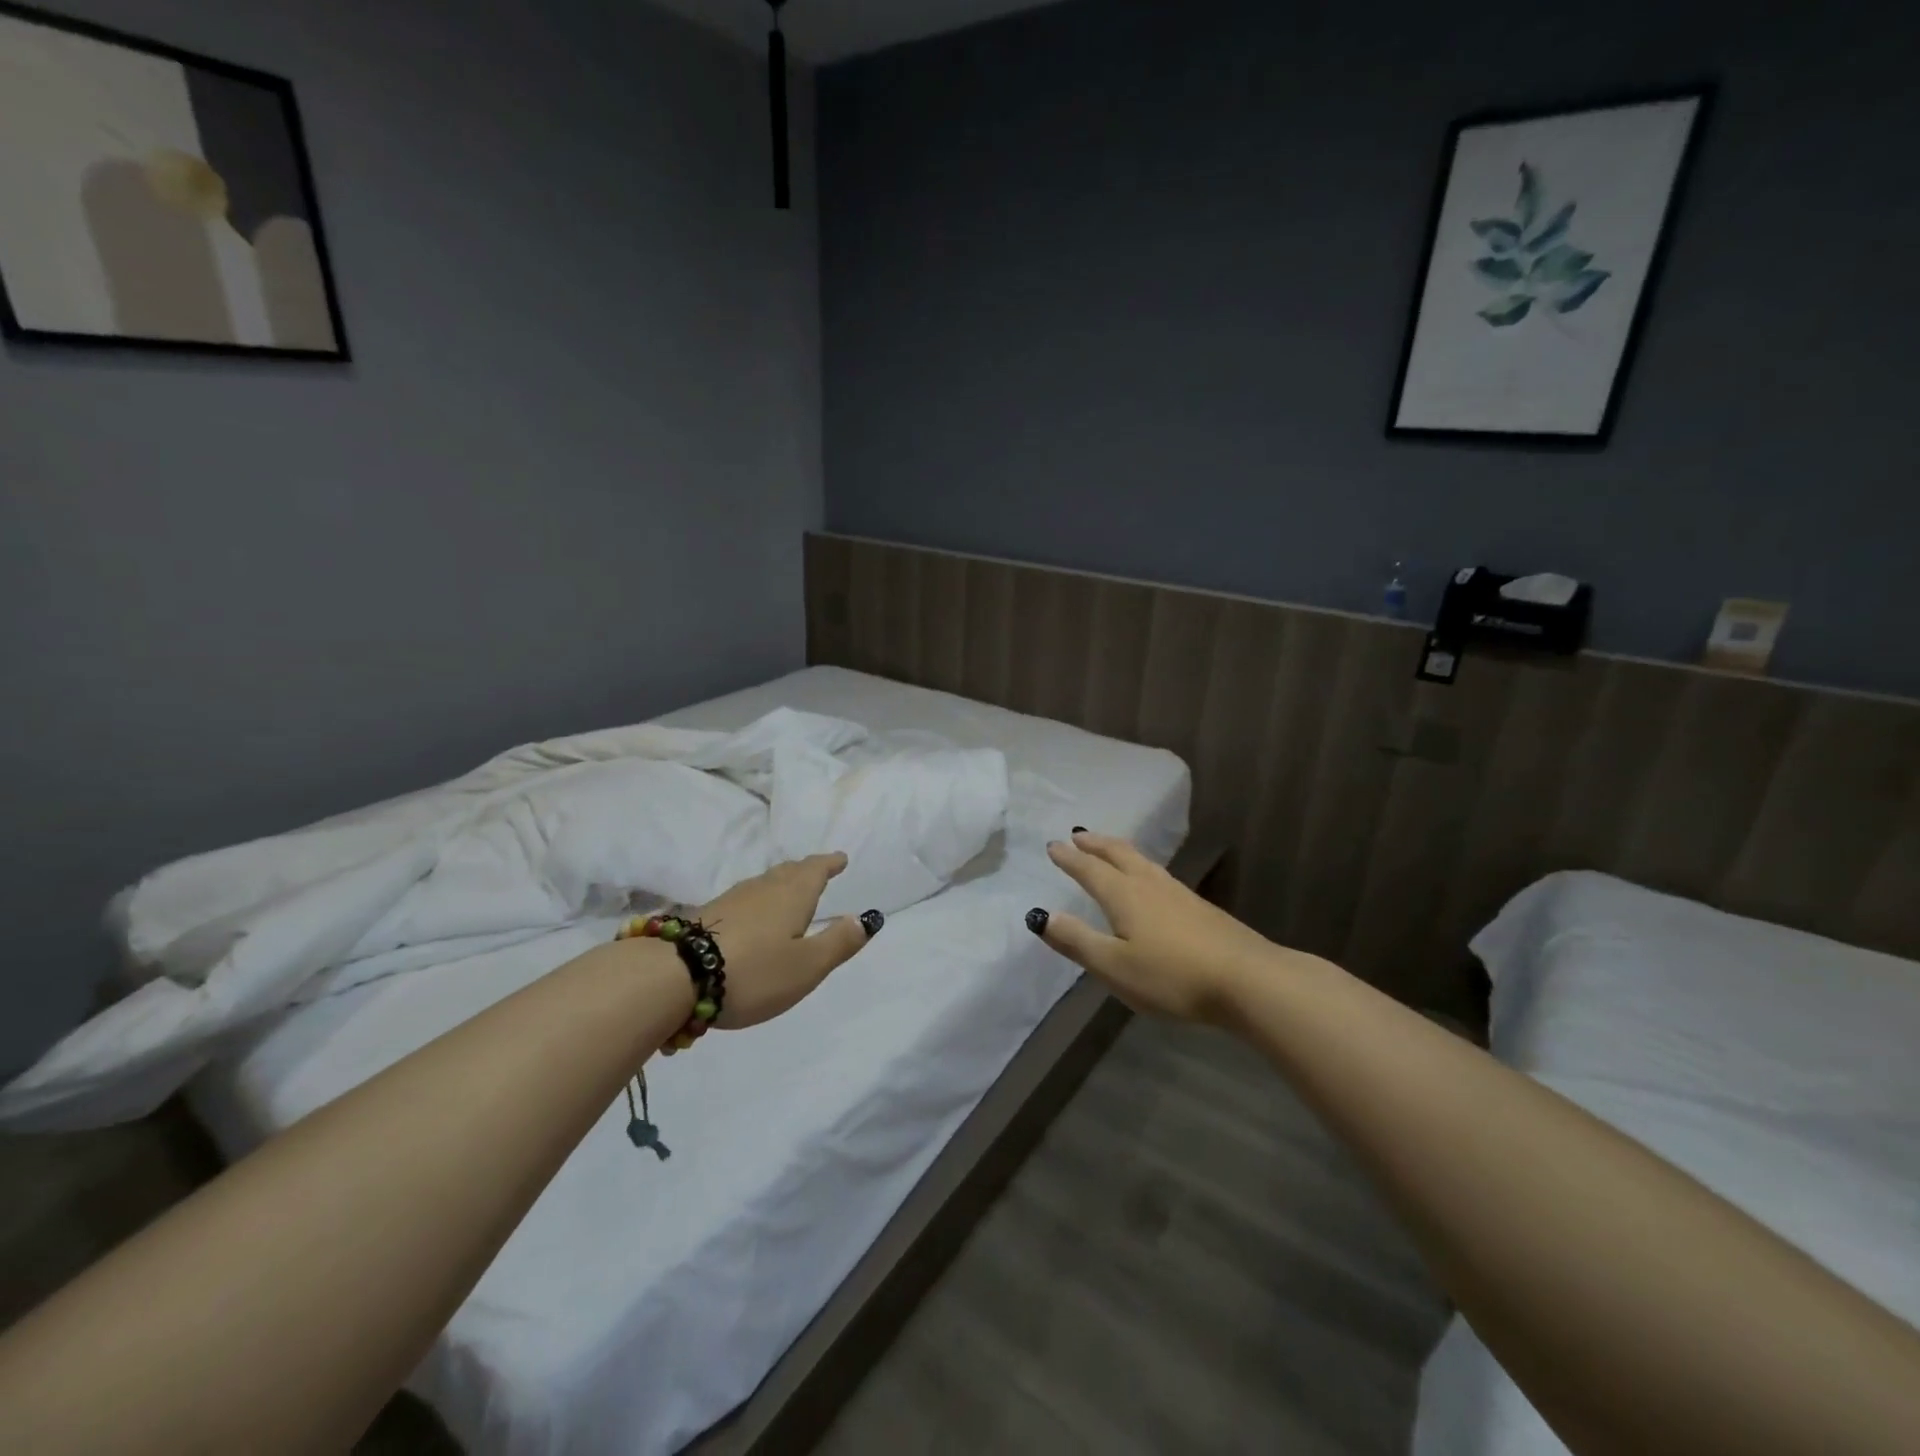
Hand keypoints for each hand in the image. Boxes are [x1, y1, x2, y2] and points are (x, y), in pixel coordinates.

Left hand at [694, 854, 882, 1028]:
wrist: (675, 975)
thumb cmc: (754, 972)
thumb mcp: (807, 966)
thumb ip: (838, 943)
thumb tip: (864, 919)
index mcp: (792, 896)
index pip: (816, 870)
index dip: (830, 863)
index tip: (840, 858)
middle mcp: (763, 889)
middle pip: (788, 872)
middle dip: (806, 870)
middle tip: (818, 870)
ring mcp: (731, 900)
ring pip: (764, 884)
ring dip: (781, 883)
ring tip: (788, 891)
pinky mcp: (707, 916)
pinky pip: (744, 899)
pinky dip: (758, 901)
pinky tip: (751, 916)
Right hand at [1029, 832, 1280, 1022]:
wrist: (1248, 979)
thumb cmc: (1173, 976)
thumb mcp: (1114, 966)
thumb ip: (1077, 941)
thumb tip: (1039, 916)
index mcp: (1124, 895)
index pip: (1089, 870)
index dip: (1069, 858)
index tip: (1053, 845)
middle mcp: (1149, 885)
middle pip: (1118, 854)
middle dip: (1095, 844)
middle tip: (1078, 835)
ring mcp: (1178, 893)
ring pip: (1142, 861)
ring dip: (1119, 850)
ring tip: (1109, 848)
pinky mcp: (1200, 907)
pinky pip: (1159, 874)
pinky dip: (1141, 866)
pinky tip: (1151, 881)